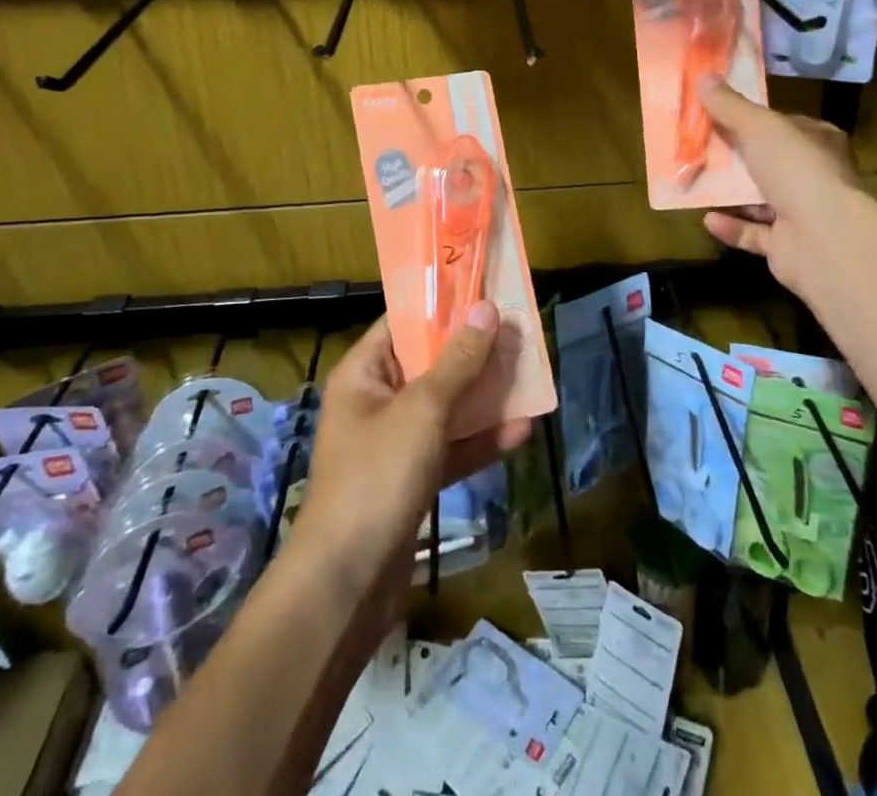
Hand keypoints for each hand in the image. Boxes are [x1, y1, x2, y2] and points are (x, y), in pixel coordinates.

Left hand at [290, 305, 530, 630]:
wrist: (347, 586)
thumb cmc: (378, 477)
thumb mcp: (423, 410)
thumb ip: (458, 361)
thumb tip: (486, 309)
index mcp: (363, 374)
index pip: (403, 323)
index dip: (442, 305)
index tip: (485, 291)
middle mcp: (376, 402)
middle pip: (429, 364)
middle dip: (474, 352)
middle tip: (518, 331)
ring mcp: (395, 444)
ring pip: (446, 407)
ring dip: (484, 396)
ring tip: (529, 375)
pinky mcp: (412, 481)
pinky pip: (451, 448)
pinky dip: (481, 441)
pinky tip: (522, 432)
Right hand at [697, 77, 863, 304]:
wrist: (823, 239)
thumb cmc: (797, 170)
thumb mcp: (759, 127)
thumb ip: (730, 105)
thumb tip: (703, 75)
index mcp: (819, 142)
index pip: (786, 125)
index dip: (754, 120)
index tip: (718, 116)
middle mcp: (816, 177)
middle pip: (769, 162)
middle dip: (736, 158)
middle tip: (699, 149)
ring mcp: (804, 215)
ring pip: (761, 200)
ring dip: (730, 194)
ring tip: (695, 182)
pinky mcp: (788, 247)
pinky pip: (754, 234)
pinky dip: (732, 227)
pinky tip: (707, 219)